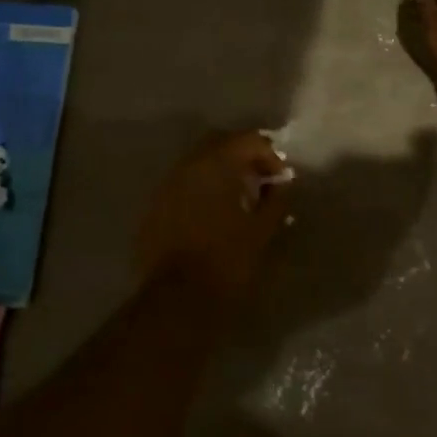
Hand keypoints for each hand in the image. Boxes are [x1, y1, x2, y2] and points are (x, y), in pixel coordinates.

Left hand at [136, 130, 293, 293]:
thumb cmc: (227, 261)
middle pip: (219, 143)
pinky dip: (201, 189)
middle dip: (243, 156)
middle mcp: (187, 165)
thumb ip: (275, 201)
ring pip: (198, 163)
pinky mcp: (154, 206)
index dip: (270, 155)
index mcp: (216, 164)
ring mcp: (166, 185)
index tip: (281, 180)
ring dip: (220, 172)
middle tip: (261, 181)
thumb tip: (281, 185)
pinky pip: (182, 185)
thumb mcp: (262, 230)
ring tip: (238, 198)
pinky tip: (212, 214)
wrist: (177, 298)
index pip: (248, 139)